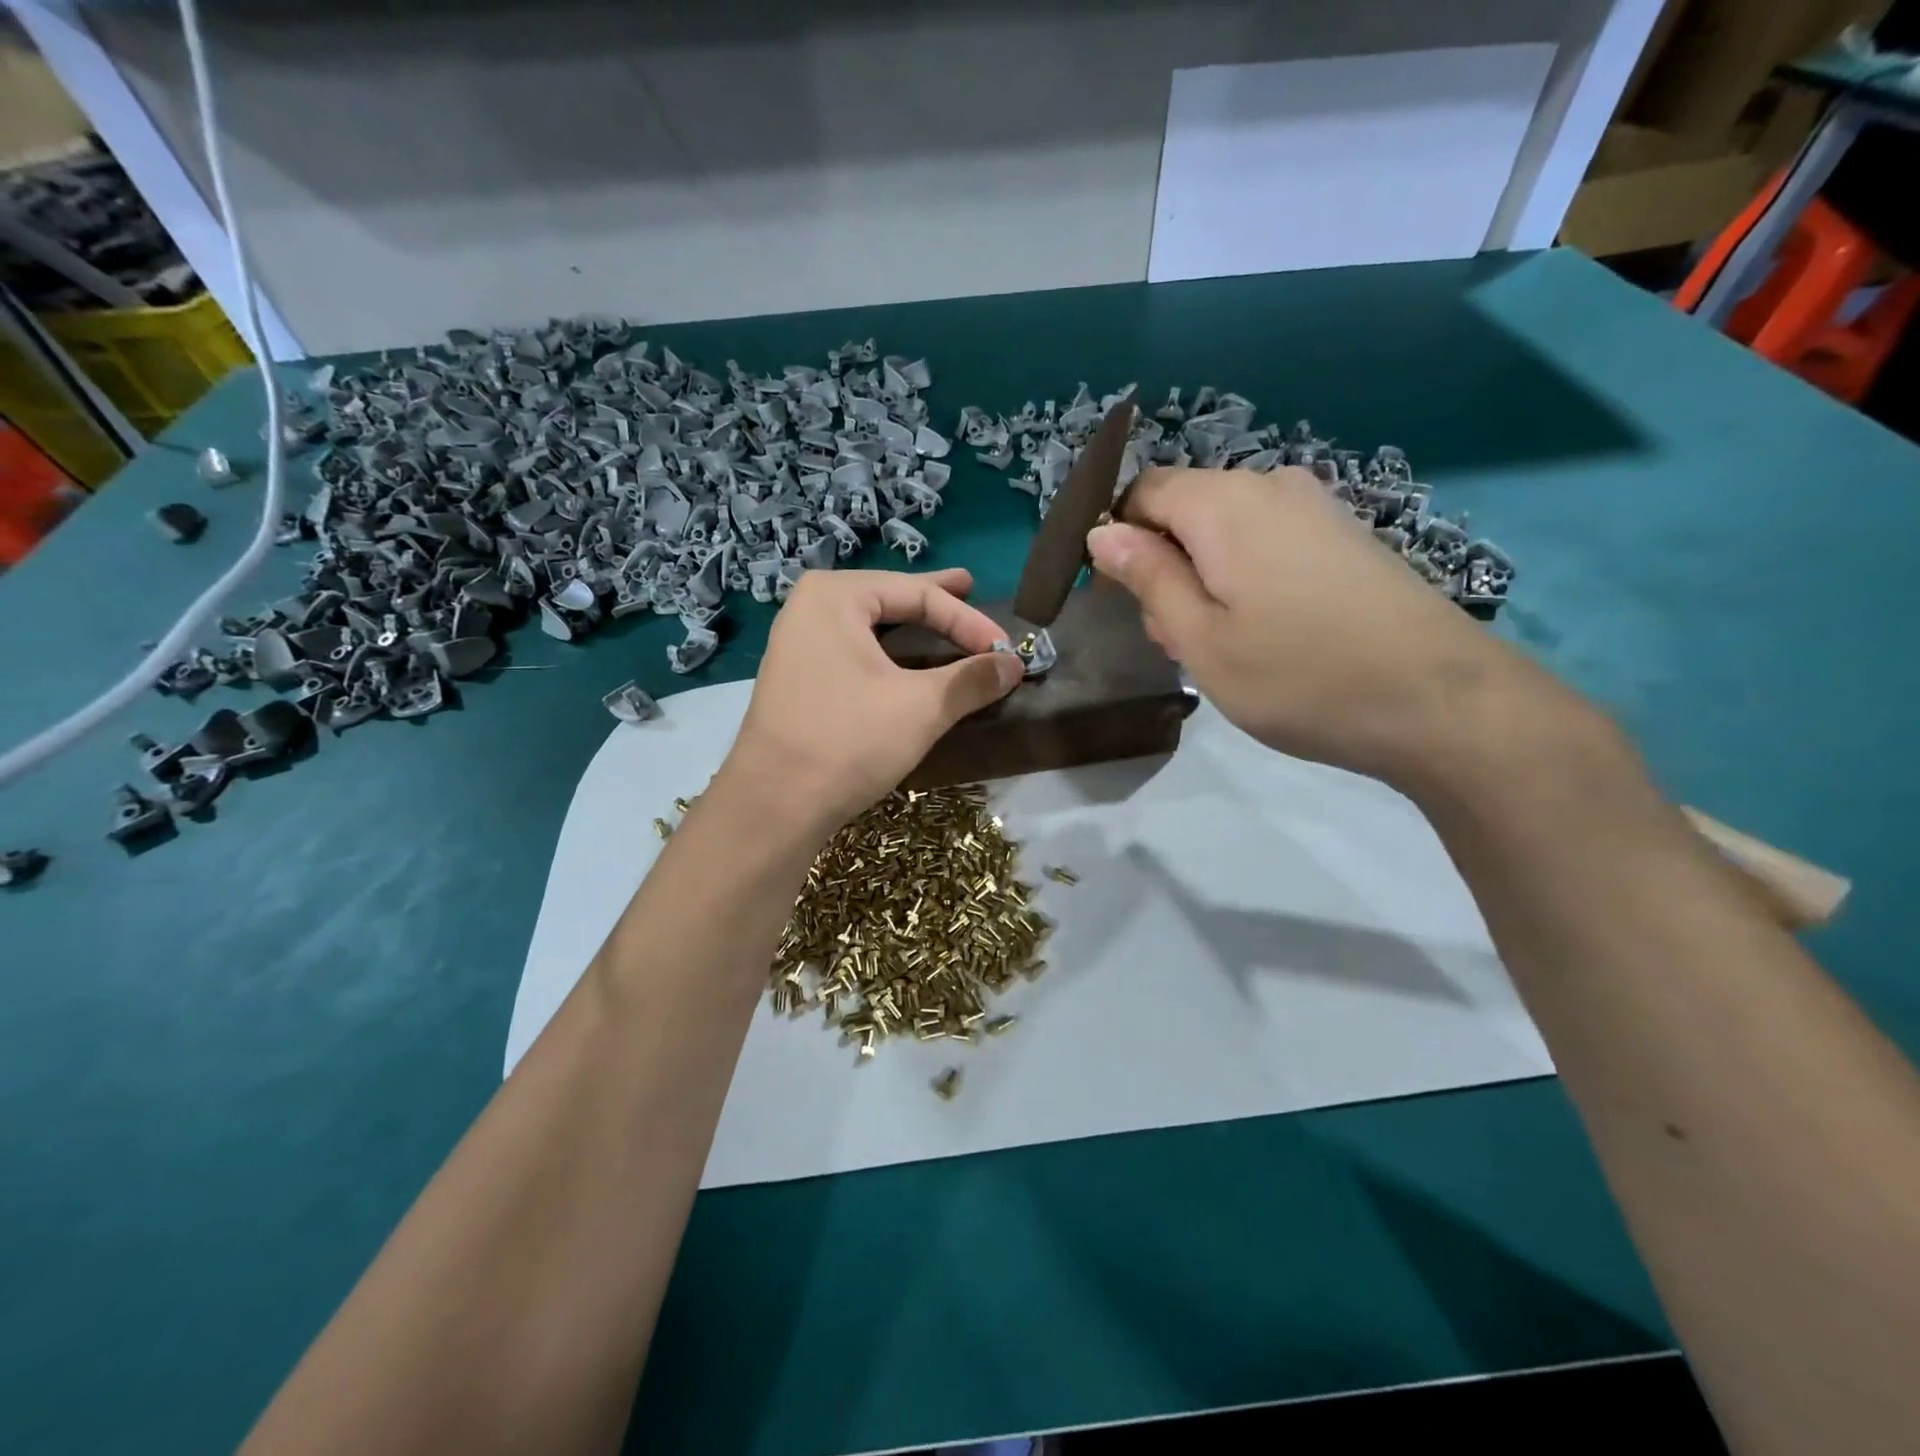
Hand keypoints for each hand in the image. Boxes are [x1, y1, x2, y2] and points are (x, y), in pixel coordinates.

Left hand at [718, 568, 1023, 833]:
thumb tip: (1014, 664)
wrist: (773, 807)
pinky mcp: (799, 680)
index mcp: (835, 596)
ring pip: (872, 628)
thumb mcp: (921, 708)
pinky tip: (908, 661)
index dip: (969, 621)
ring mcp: (799, 645)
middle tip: (970, 586)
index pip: (918, 595)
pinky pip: (855, 652)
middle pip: (890, 599)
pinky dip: (890, 654)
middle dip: (933, 601)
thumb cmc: (847, 742)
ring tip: (944, 618)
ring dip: (913, 628)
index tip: (1006, 650)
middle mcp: (810, 608)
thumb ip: (971, 679)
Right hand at [1087, 467, 1568, 791]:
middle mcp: (1270, 486)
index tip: (1120, 598)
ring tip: (1221, 645)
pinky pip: (1268, 542)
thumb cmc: (1299, 675)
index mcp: (1223, 503)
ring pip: (1225, 531)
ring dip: (1203, 578)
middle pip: (1184, 510)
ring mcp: (1315, 508)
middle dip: (1163, 565)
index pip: (1142, 492)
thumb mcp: (1200, 637)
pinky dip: (1245, 578)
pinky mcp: (1345, 536)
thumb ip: (1148, 576)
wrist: (1438, 701)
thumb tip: (1103, 531)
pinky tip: (1266, 632)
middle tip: (1175, 638)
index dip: (1117, 538)